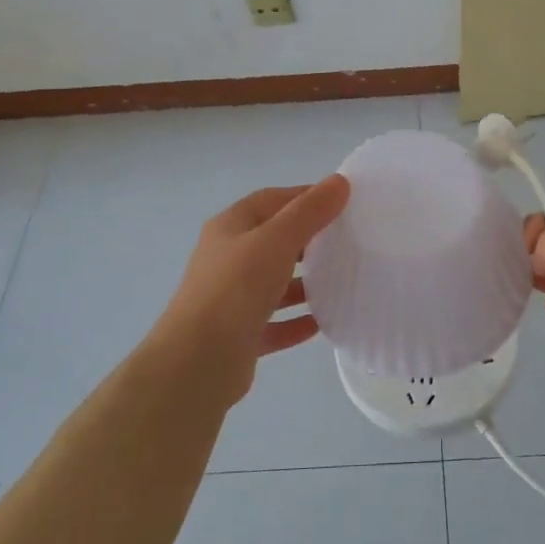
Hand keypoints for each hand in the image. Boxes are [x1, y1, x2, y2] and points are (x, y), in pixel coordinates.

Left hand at [149, 176, 350, 404]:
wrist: (197, 361)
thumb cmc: (236, 288)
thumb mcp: (277, 240)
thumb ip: (309, 211)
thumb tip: (339, 181)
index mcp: (230, 228)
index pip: (271, 200)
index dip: (305, 197)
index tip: (342, 202)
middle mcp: (227, 259)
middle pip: (273, 241)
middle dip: (309, 240)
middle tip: (347, 242)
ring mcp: (231, 299)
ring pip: (274, 283)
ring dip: (304, 283)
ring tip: (341, 282)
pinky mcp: (239, 335)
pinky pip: (274, 323)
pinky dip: (297, 321)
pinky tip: (323, 323)